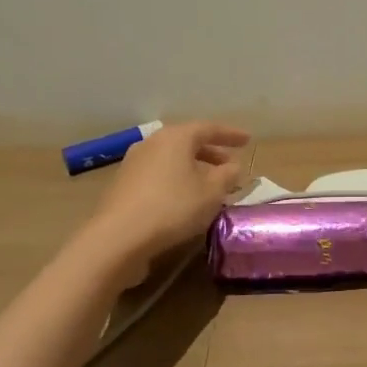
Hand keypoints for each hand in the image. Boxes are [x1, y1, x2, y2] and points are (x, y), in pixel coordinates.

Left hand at [84, 121, 249, 276]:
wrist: (118, 237)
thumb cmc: (173, 207)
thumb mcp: (211, 193)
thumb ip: (227, 176)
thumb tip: (233, 166)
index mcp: (176, 137)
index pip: (209, 128)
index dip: (231, 134)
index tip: (248, 140)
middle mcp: (153, 143)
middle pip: (187, 142)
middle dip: (211, 153)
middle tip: (230, 165)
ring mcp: (134, 163)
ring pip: (172, 159)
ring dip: (193, 169)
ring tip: (210, 185)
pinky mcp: (123, 185)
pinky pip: (159, 174)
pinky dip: (176, 180)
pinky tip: (185, 199)